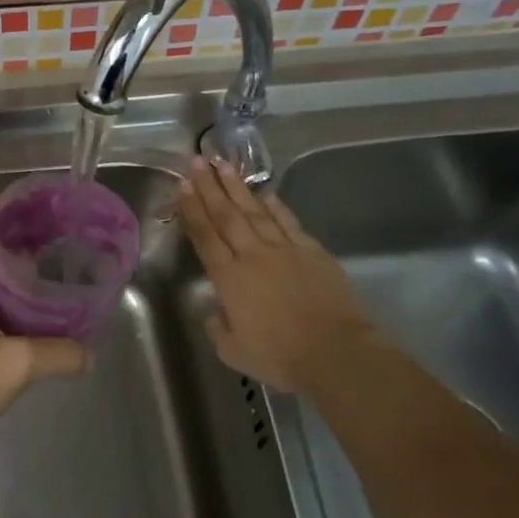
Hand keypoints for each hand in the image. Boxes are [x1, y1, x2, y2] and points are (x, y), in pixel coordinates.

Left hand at [0, 203, 90, 454]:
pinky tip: (38, 318)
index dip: (2, 206)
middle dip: (20, 237)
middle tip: (60, 240)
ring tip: (56, 273)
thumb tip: (91, 353)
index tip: (39, 208)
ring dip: (17, 271)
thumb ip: (60, 354)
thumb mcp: (17, 364)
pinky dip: (12, 302)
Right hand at [176, 159, 397, 396]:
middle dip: (209, 186)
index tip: (183, 186)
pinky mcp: (312, 251)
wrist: (336, 351)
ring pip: (255, 210)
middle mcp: (253, 255)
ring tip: (223, 164)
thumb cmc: (279, 356)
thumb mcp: (234, 352)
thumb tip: (216, 312)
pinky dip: (274, 204)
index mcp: (229, 278)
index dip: (192, 209)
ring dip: (237, 186)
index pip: (205, 236)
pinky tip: (265, 192)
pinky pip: (287, 221)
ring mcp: (285, 249)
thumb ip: (219, 328)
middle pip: (227, 214)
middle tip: (197, 161)